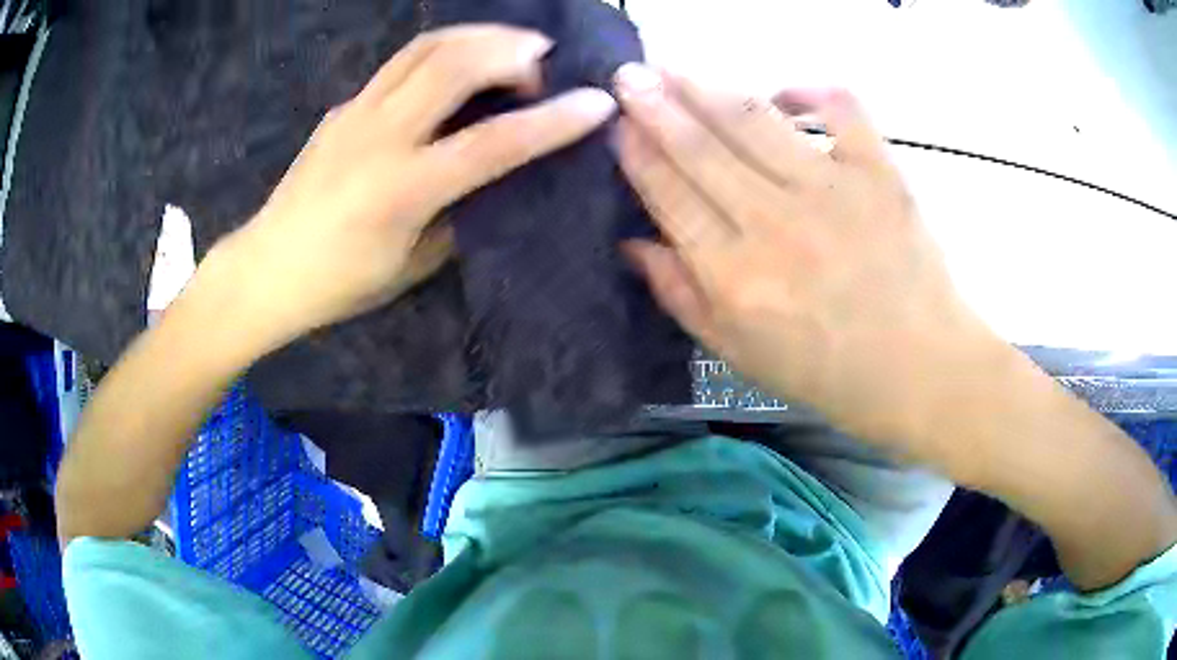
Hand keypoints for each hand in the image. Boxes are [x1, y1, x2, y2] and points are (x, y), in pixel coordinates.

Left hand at [214, 25, 617, 347]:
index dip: (554, 120)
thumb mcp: (412, 266)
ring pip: (426, 46)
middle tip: (545, 61)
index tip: (598, 101)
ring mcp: (356, 112)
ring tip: (511, 47)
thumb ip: (459, 214)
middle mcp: (380, 137)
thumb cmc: (339, 283)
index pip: (493, 142)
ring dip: (479, 36)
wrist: (266, 268)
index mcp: (402, 189)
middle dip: (513, 50)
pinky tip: (459, 66)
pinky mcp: (344, 106)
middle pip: (455, 63)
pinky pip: (402, 63)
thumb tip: (496, 178)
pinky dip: (444, 51)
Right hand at [614, 65, 1001, 445]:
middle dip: (654, 104)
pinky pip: (840, 108)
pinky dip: (810, 89)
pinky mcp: (879, 172)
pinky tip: (784, 91)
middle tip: (627, 74)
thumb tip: (633, 243)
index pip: (670, 195)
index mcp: (735, 276)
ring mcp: (831, 190)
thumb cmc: (828, 373)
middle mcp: (775, 223)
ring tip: (673, 66)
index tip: (617, 124)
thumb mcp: (738, 353)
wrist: (920, 369)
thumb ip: (681, 296)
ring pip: (753, 119)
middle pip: (701, 147)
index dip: (638, 153)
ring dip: (705, 86)